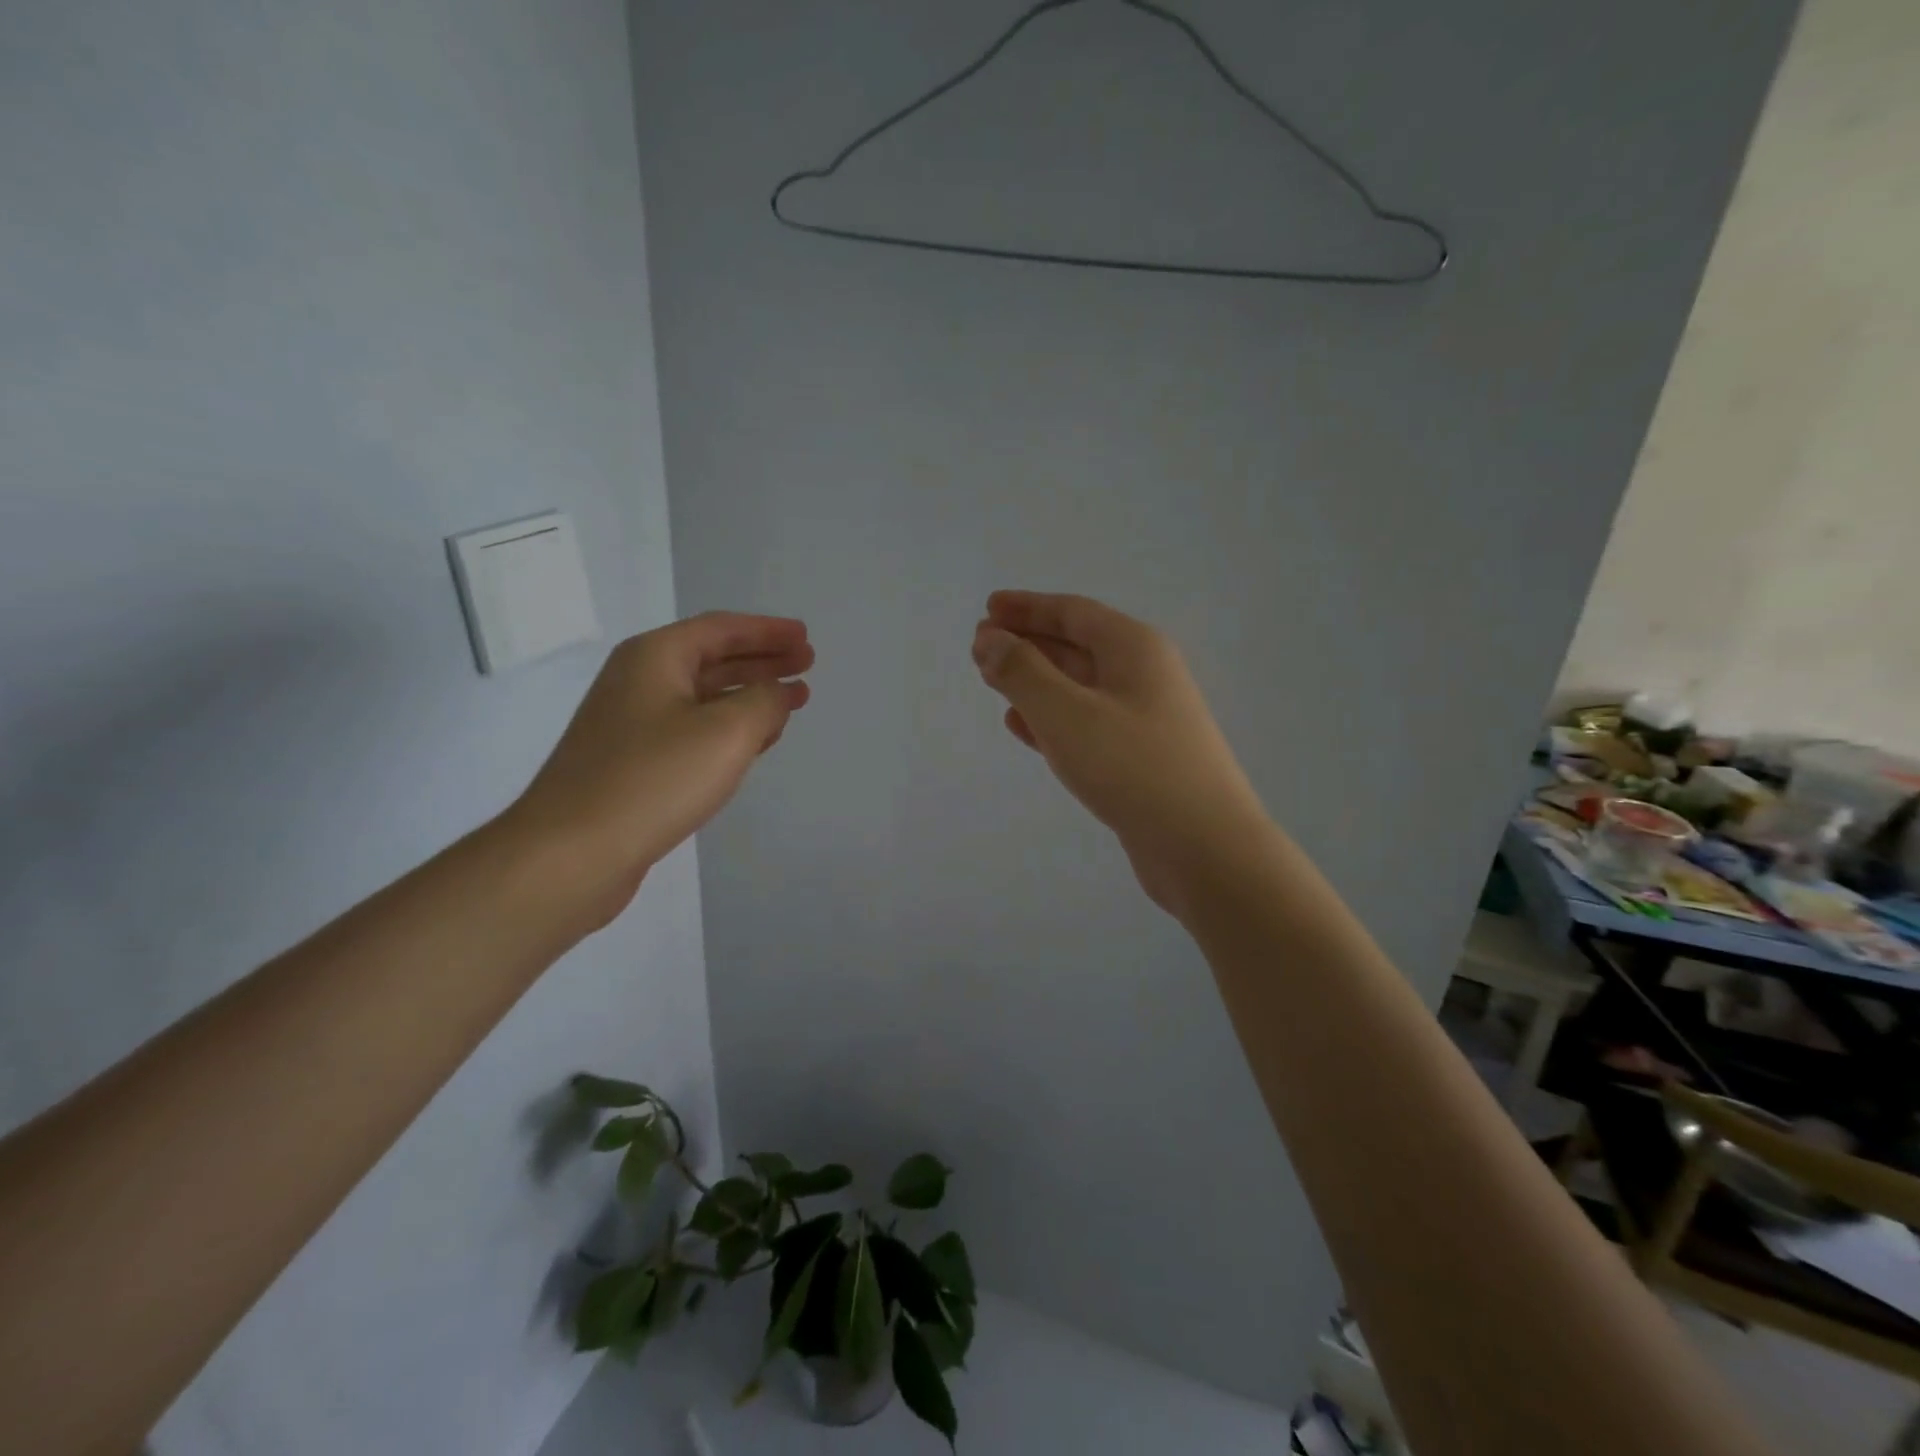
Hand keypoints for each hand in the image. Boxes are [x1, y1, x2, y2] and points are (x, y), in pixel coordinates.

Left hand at [505, 612, 812, 926]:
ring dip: (749, 695)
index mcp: (655, 657)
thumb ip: (765, 702)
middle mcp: (639, 681)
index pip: (722, 629)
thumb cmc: (654, 779)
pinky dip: (728, 727)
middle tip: (806, 665)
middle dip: (763, 661)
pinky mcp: (631, 763)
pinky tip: (753, 742)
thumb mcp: (727, 731)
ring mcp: (631, 724)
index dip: (768, 631)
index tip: (805, 638)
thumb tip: (778, 694)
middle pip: (712, 658)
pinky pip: (692, 730)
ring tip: (791, 702)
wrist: (571, 853)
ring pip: (704, 696)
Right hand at [972, 591, 1268, 916]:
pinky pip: (1086, 725)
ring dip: (1036, 681)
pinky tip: (1022, 727)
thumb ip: (1022, 672)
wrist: (1204, 848)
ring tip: (993, 681)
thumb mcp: (1066, 713)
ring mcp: (1144, 719)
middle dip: (1028, 643)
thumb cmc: (1133, 767)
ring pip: (1079, 687)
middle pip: (1076, 646)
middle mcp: (1143, 676)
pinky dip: (1051, 720)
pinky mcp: (1139, 759)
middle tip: (981, 646)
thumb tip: (990, 638)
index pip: (1072, 612)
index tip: (988, 608)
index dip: (1027, 607)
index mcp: (1133, 648)